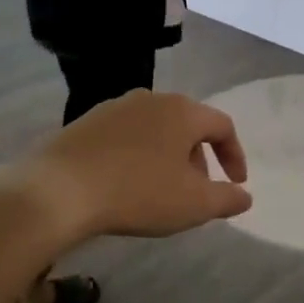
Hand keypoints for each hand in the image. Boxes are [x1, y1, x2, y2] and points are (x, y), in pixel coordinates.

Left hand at [2, 90, 251, 247]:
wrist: (58, 189)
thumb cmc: (138, 192)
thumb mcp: (194, 204)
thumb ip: (227, 198)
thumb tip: (244, 196)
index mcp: (183, 111)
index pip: (223, 126)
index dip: (235, 155)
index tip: (236, 183)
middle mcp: (152, 98)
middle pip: (188, 125)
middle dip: (199, 158)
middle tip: (197, 190)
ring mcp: (115, 107)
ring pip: (156, 129)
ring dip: (168, 156)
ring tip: (162, 190)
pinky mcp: (86, 121)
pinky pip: (126, 136)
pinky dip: (138, 155)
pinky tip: (126, 183)